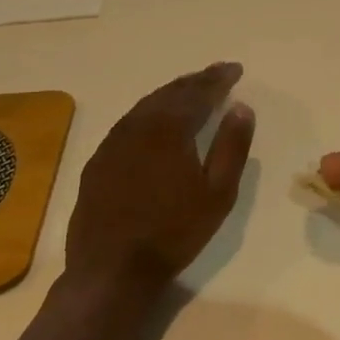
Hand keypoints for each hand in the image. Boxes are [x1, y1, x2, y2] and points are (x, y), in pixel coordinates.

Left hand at [63, 62, 255, 300]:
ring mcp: (113, 143)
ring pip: (146, 106)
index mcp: (169, 129)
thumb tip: (241, 107)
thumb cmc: (174, 232)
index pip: (198, 93)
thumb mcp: (218, 193)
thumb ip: (232, 146)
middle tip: (216, 74)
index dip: (218, 79)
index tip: (235, 69)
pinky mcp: (98, 162)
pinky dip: (149, 113)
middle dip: (196, 81)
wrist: (111, 270)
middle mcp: (138, 126)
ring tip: (190, 90)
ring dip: (171, 94)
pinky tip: (155, 121)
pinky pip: (128, 123)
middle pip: (170, 93)